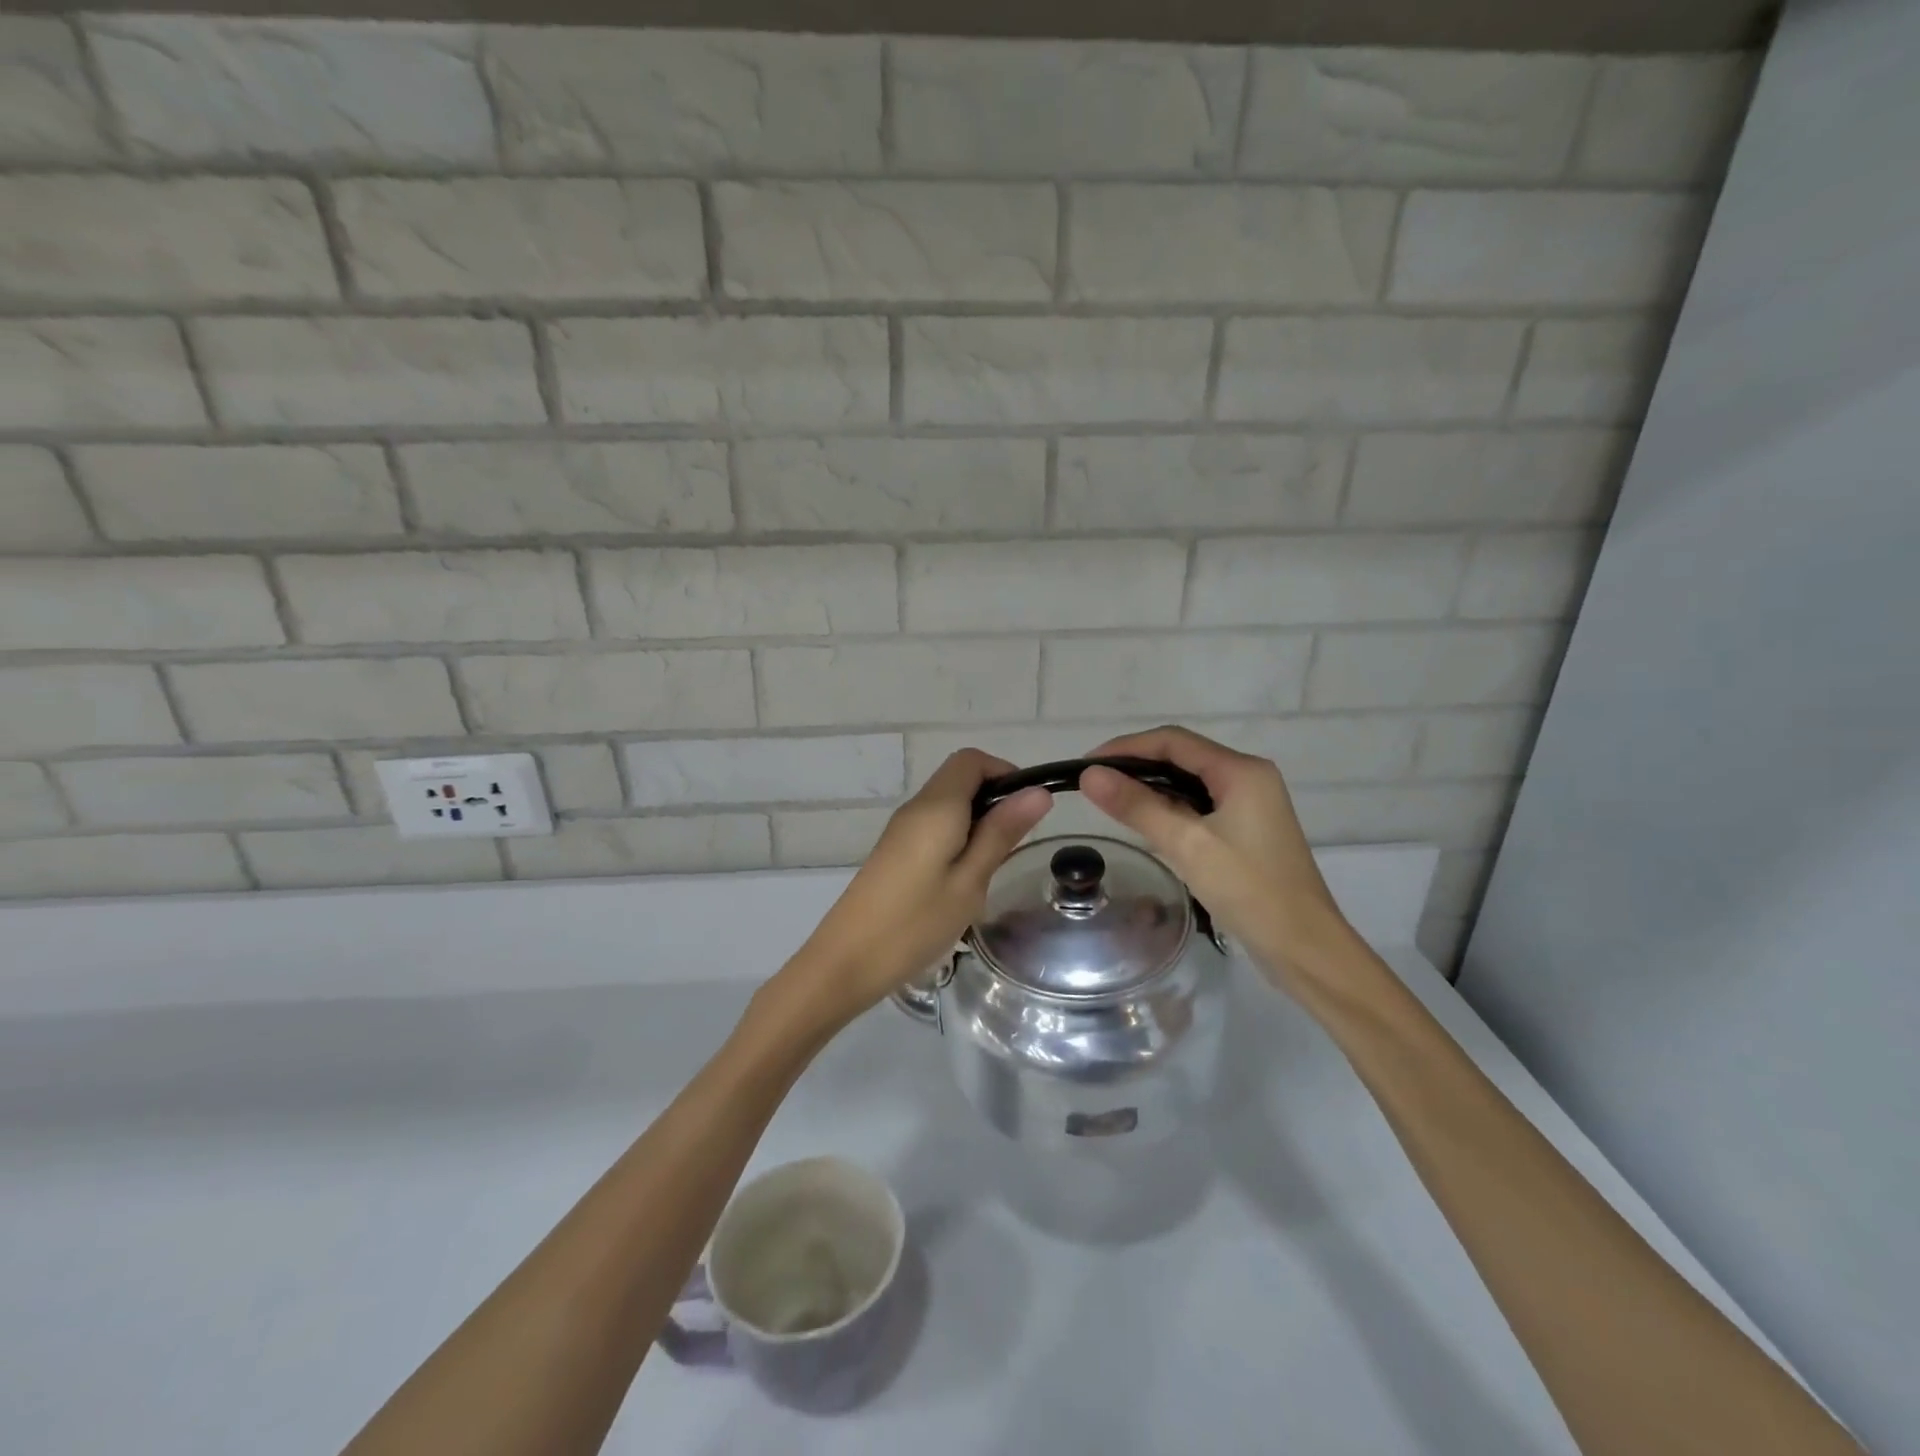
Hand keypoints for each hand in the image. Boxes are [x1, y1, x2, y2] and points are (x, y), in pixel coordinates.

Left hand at [778, 750, 1051, 1028]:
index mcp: (936, 807)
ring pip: (947, 803)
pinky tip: (964, 878)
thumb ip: (1001, 833)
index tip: (1027, 810)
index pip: (971, 760)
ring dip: (976, 820)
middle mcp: (916, 807)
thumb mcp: (970, 881)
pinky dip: (957, 836)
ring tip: (991, 866)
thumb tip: (1037, 792)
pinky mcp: (894, 850)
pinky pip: (933, 825)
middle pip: (959, 777)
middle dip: (994, 798)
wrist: (846, 961)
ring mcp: (901, 829)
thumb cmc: (915, 923)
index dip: (1004, 772)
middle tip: (1014, 844)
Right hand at [1079, 727, 1352, 989]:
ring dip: (1150, 788)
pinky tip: (1144, 823)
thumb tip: (1089, 776)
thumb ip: (1137, 806)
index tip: (1086, 765)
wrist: (1304, 948)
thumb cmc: (1249, 890)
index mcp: (1241, 771)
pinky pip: (1198, 806)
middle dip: (1135, 766)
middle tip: (1093, 784)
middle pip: (1181, 757)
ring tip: (1109, 801)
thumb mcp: (1187, 845)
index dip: (1126, 748)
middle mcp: (1248, 778)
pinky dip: (1168, 809)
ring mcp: (1249, 805)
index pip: (1173, 741)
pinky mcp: (1245, 830)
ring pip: (1189, 783)